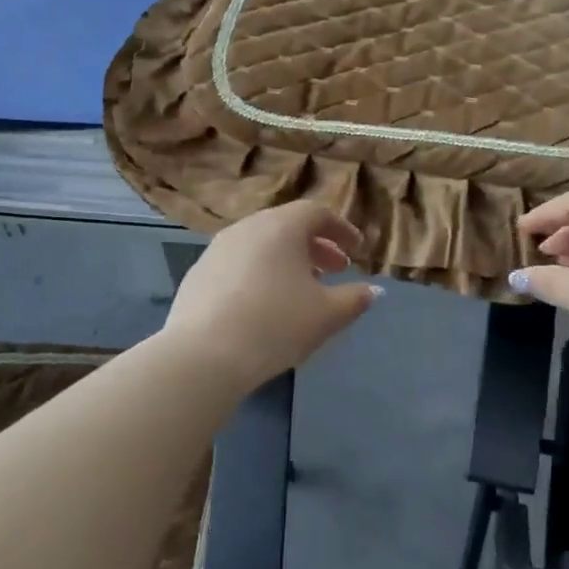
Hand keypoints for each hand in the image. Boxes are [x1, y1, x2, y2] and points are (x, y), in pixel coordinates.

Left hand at [165, 202, 380, 390]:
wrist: (204, 355)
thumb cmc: (276, 325)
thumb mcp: (327, 315)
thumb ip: (355, 299)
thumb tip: (371, 290)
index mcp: (281, 227)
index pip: (316, 213)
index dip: (341, 229)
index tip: (356, 250)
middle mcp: (247, 228)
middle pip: (287, 226)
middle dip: (316, 246)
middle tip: (336, 269)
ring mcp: (217, 250)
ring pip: (260, 245)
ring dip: (286, 261)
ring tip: (301, 289)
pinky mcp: (197, 275)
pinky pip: (238, 264)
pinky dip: (259, 274)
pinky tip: (264, 305)